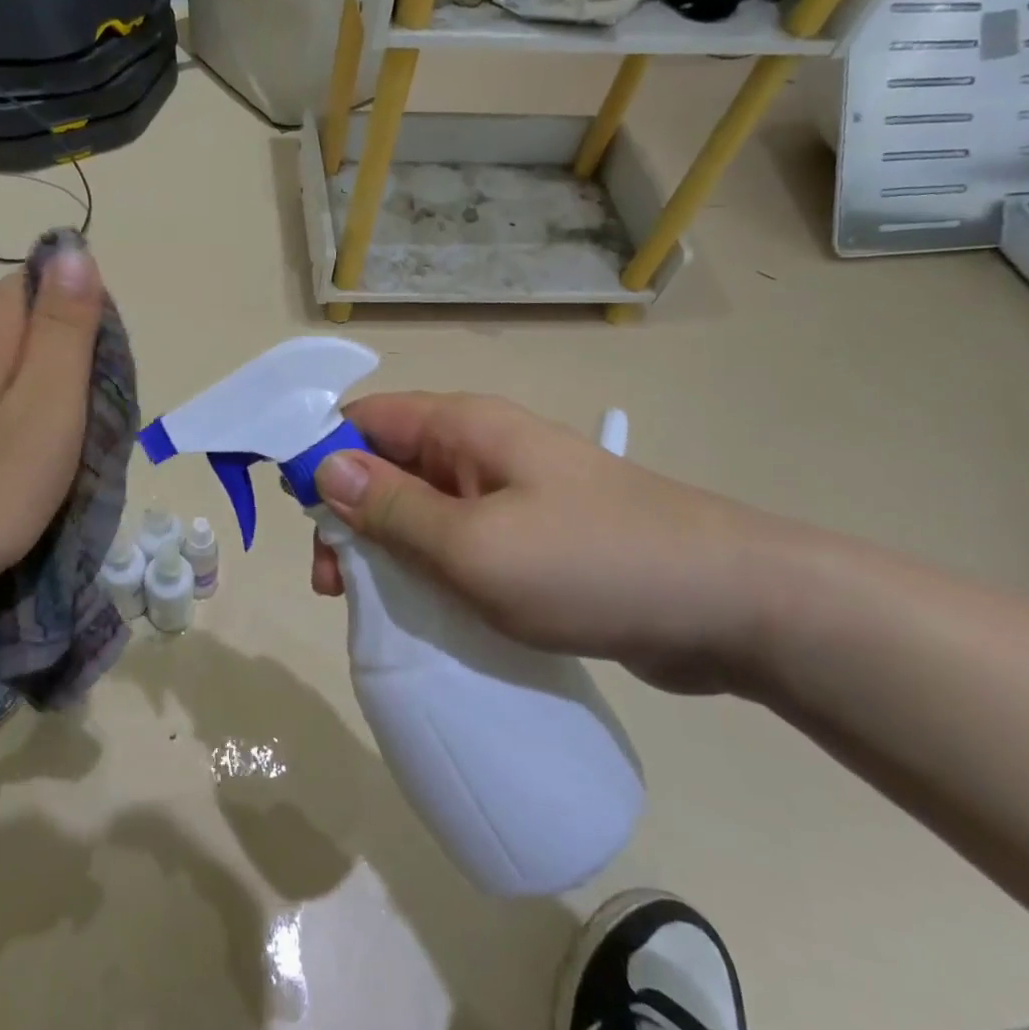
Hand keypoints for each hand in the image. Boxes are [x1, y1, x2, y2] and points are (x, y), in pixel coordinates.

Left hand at [0, 245, 104, 633]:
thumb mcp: (48, 405)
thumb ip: (65, 326)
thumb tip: (73, 249)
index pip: (43, 284)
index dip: (81, 325)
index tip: (93, 383)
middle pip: (24, 324)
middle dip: (62, 365)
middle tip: (76, 427)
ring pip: (2, 363)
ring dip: (35, 395)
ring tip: (44, 452)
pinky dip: (4, 418)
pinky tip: (4, 463)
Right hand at [309, 392, 796, 695]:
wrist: (730, 605)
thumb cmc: (591, 564)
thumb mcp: (474, 546)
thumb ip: (394, 508)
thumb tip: (323, 468)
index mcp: (464, 426)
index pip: (364, 419)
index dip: (321, 457)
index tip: (298, 518)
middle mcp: (481, 447)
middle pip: (386, 464)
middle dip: (349, 515)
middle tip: (333, 583)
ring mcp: (509, 492)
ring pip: (420, 508)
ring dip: (386, 548)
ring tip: (372, 605)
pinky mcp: (531, 535)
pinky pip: (458, 541)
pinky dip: (429, 568)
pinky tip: (423, 610)